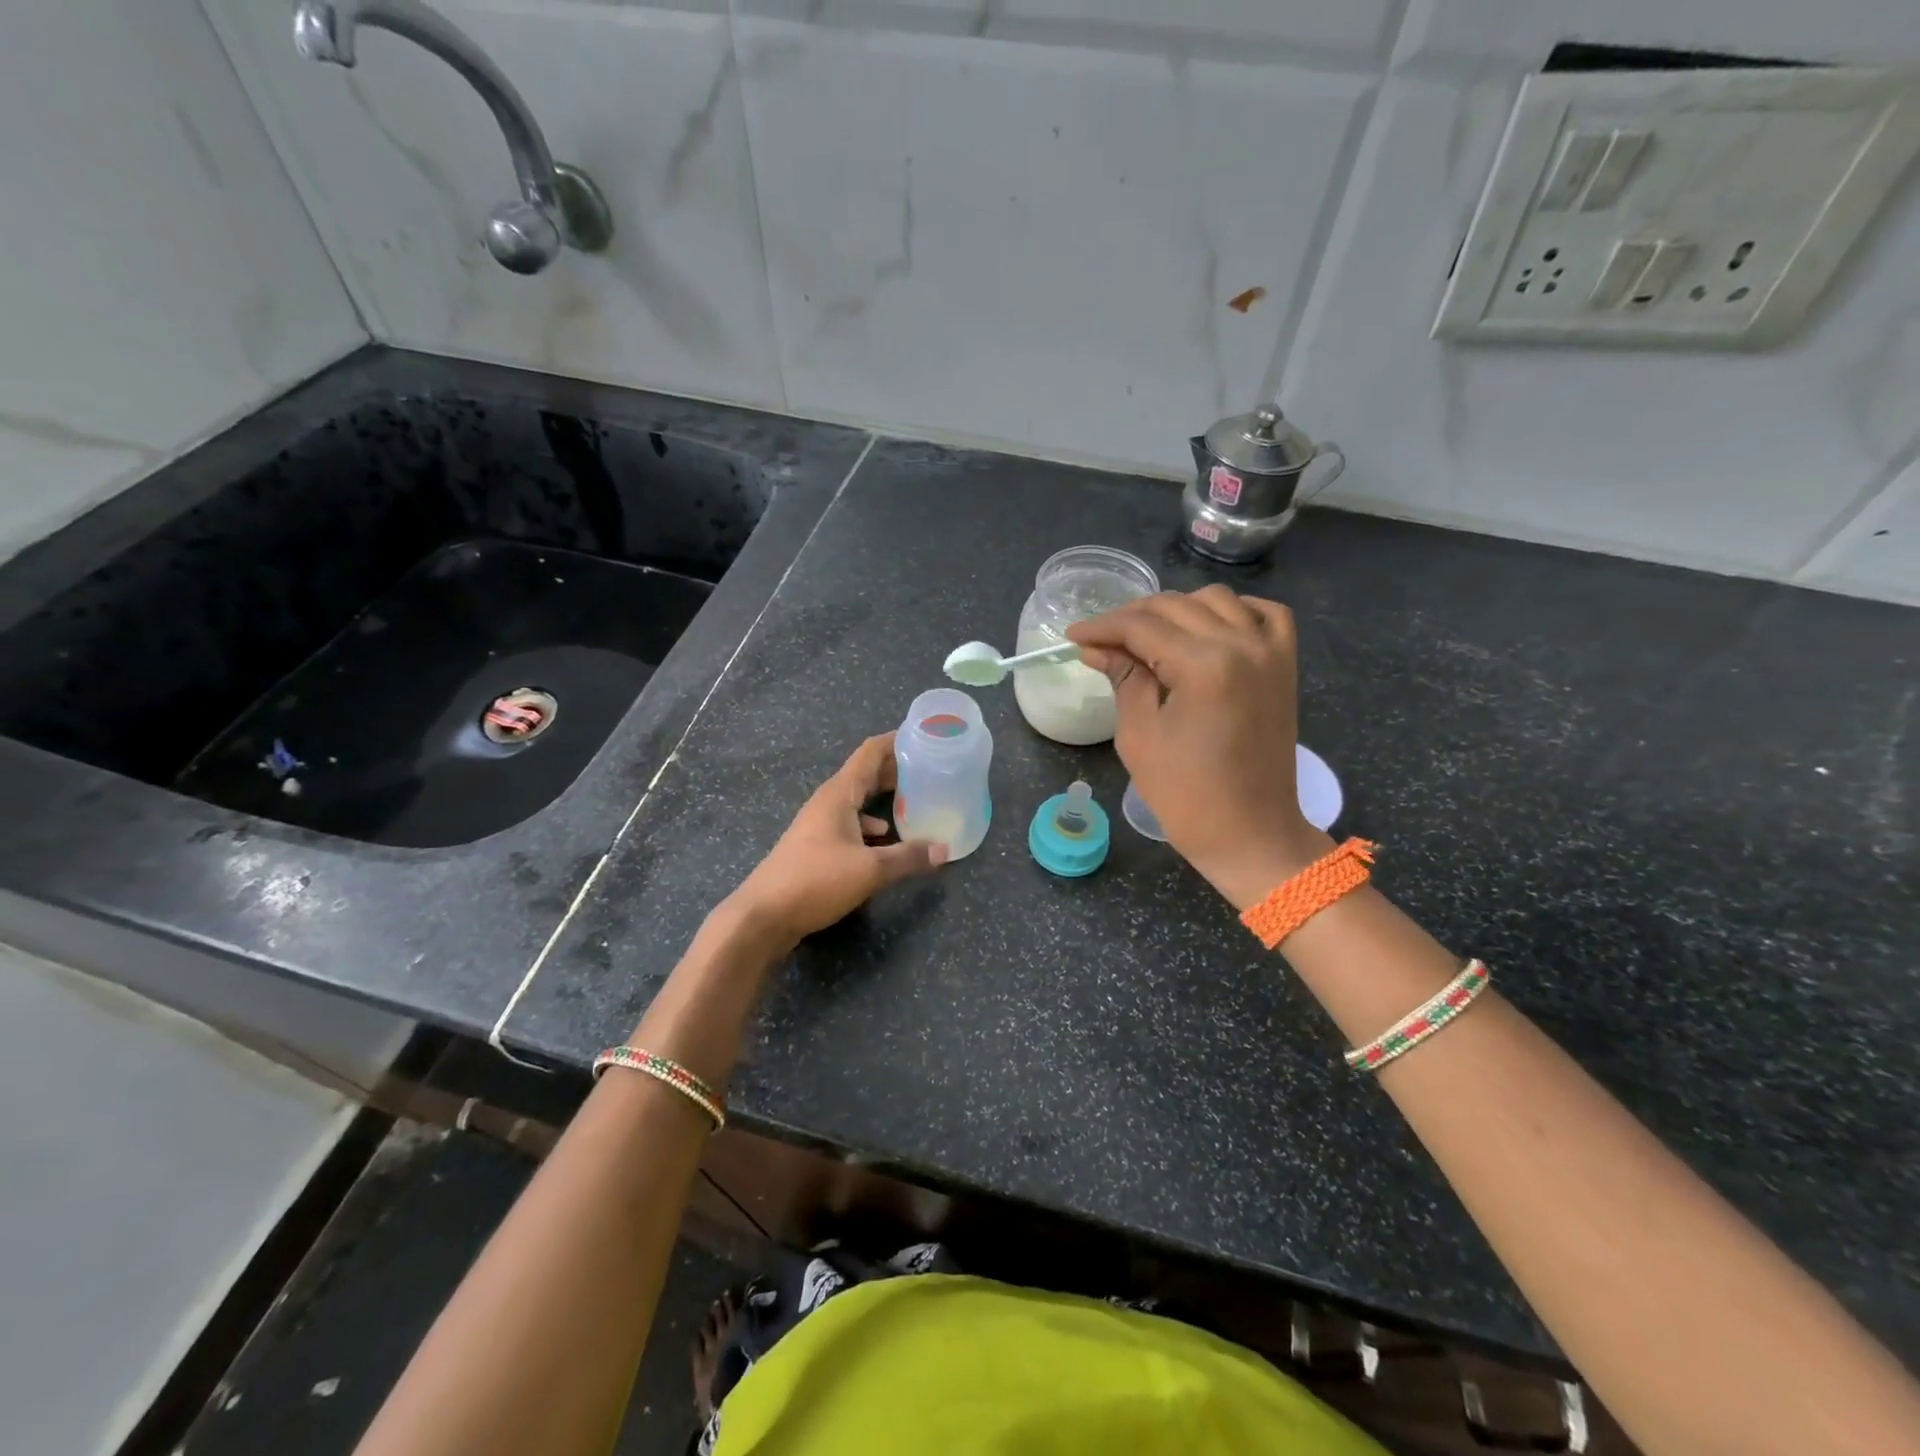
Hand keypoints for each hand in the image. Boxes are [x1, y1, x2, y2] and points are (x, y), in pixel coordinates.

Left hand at [727, 733, 946, 949]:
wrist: (763, 915)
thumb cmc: (816, 881)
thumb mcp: (870, 870)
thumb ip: (909, 857)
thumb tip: (943, 850)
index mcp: (839, 794)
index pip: (870, 752)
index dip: (896, 741)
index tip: (924, 736)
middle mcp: (828, 801)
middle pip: (865, 774)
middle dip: (896, 769)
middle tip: (930, 769)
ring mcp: (819, 823)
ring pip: (858, 800)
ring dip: (884, 797)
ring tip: (915, 801)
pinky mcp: (816, 846)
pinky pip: (850, 823)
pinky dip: (870, 825)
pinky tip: (885, 839)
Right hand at [1068, 586, 1326, 909]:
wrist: (1250, 834)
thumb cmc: (1186, 795)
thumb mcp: (1140, 736)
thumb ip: (1123, 679)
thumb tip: (1096, 648)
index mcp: (1204, 665)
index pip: (1142, 626)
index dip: (1102, 627)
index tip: (1073, 635)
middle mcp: (1241, 644)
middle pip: (1176, 606)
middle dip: (1131, 617)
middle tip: (1102, 640)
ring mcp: (1270, 652)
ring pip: (1216, 599)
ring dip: (1176, 609)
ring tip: (1148, 636)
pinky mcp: (1284, 666)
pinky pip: (1264, 614)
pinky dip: (1234, 610)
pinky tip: (1208, 626)